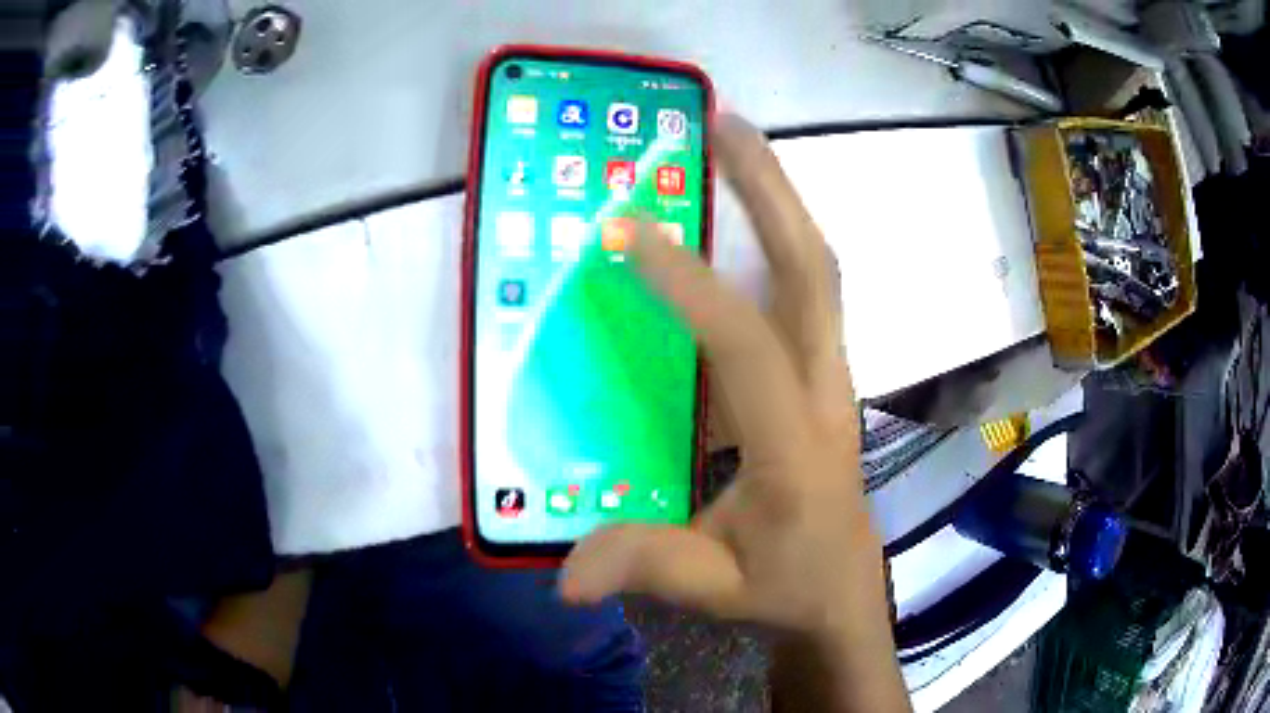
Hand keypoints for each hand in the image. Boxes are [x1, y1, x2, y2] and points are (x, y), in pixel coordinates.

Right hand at [559, 114, 886, 641]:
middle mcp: (823, 391)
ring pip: (814, 271)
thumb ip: (645, 568)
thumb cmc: (788, 586)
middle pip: (812, 271)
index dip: (687, 284)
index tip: (624, 231)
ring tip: (729, 142)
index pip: (745, 344)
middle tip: (722, 124)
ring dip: (776, 201)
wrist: (844, 593)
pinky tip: (734, 218)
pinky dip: (771, 241)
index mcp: (795, 445)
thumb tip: (564, 576)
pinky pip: (801, 294)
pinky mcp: (819, 375)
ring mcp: (828, 376)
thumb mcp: (714, 589)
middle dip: (770, 190)